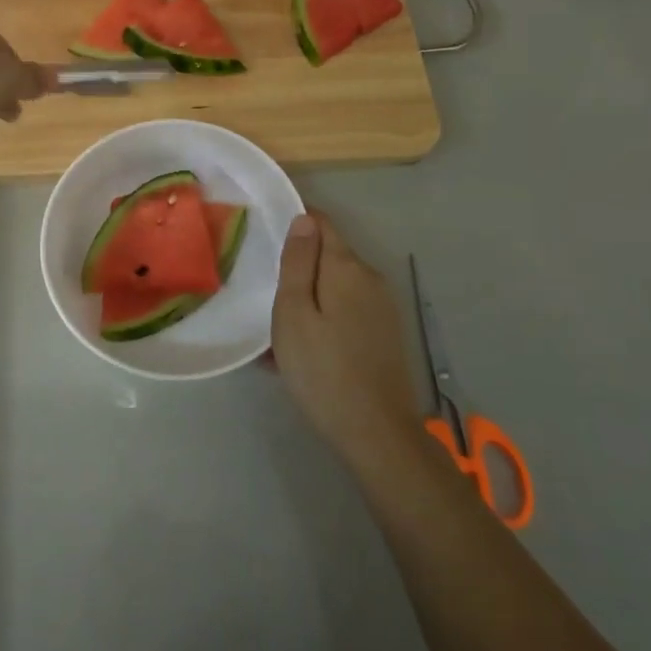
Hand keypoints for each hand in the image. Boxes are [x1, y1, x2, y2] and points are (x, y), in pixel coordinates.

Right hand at [271, 213, 422, 464]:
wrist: (376, 433)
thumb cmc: (322, 369)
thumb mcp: (294, 313)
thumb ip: (298, 262)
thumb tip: (304, 218)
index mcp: (346, 267)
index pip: (321, 223)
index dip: (294, 222)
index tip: (265, 238)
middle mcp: (370, 278)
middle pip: (328, 256)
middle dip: (298, 268)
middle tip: (265, 294)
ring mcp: (382, 307)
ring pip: (336, 287)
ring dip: (308, 299)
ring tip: (278, 333)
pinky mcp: (385, 333)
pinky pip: (347, 312)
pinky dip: (323, 319)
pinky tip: (303, 352)